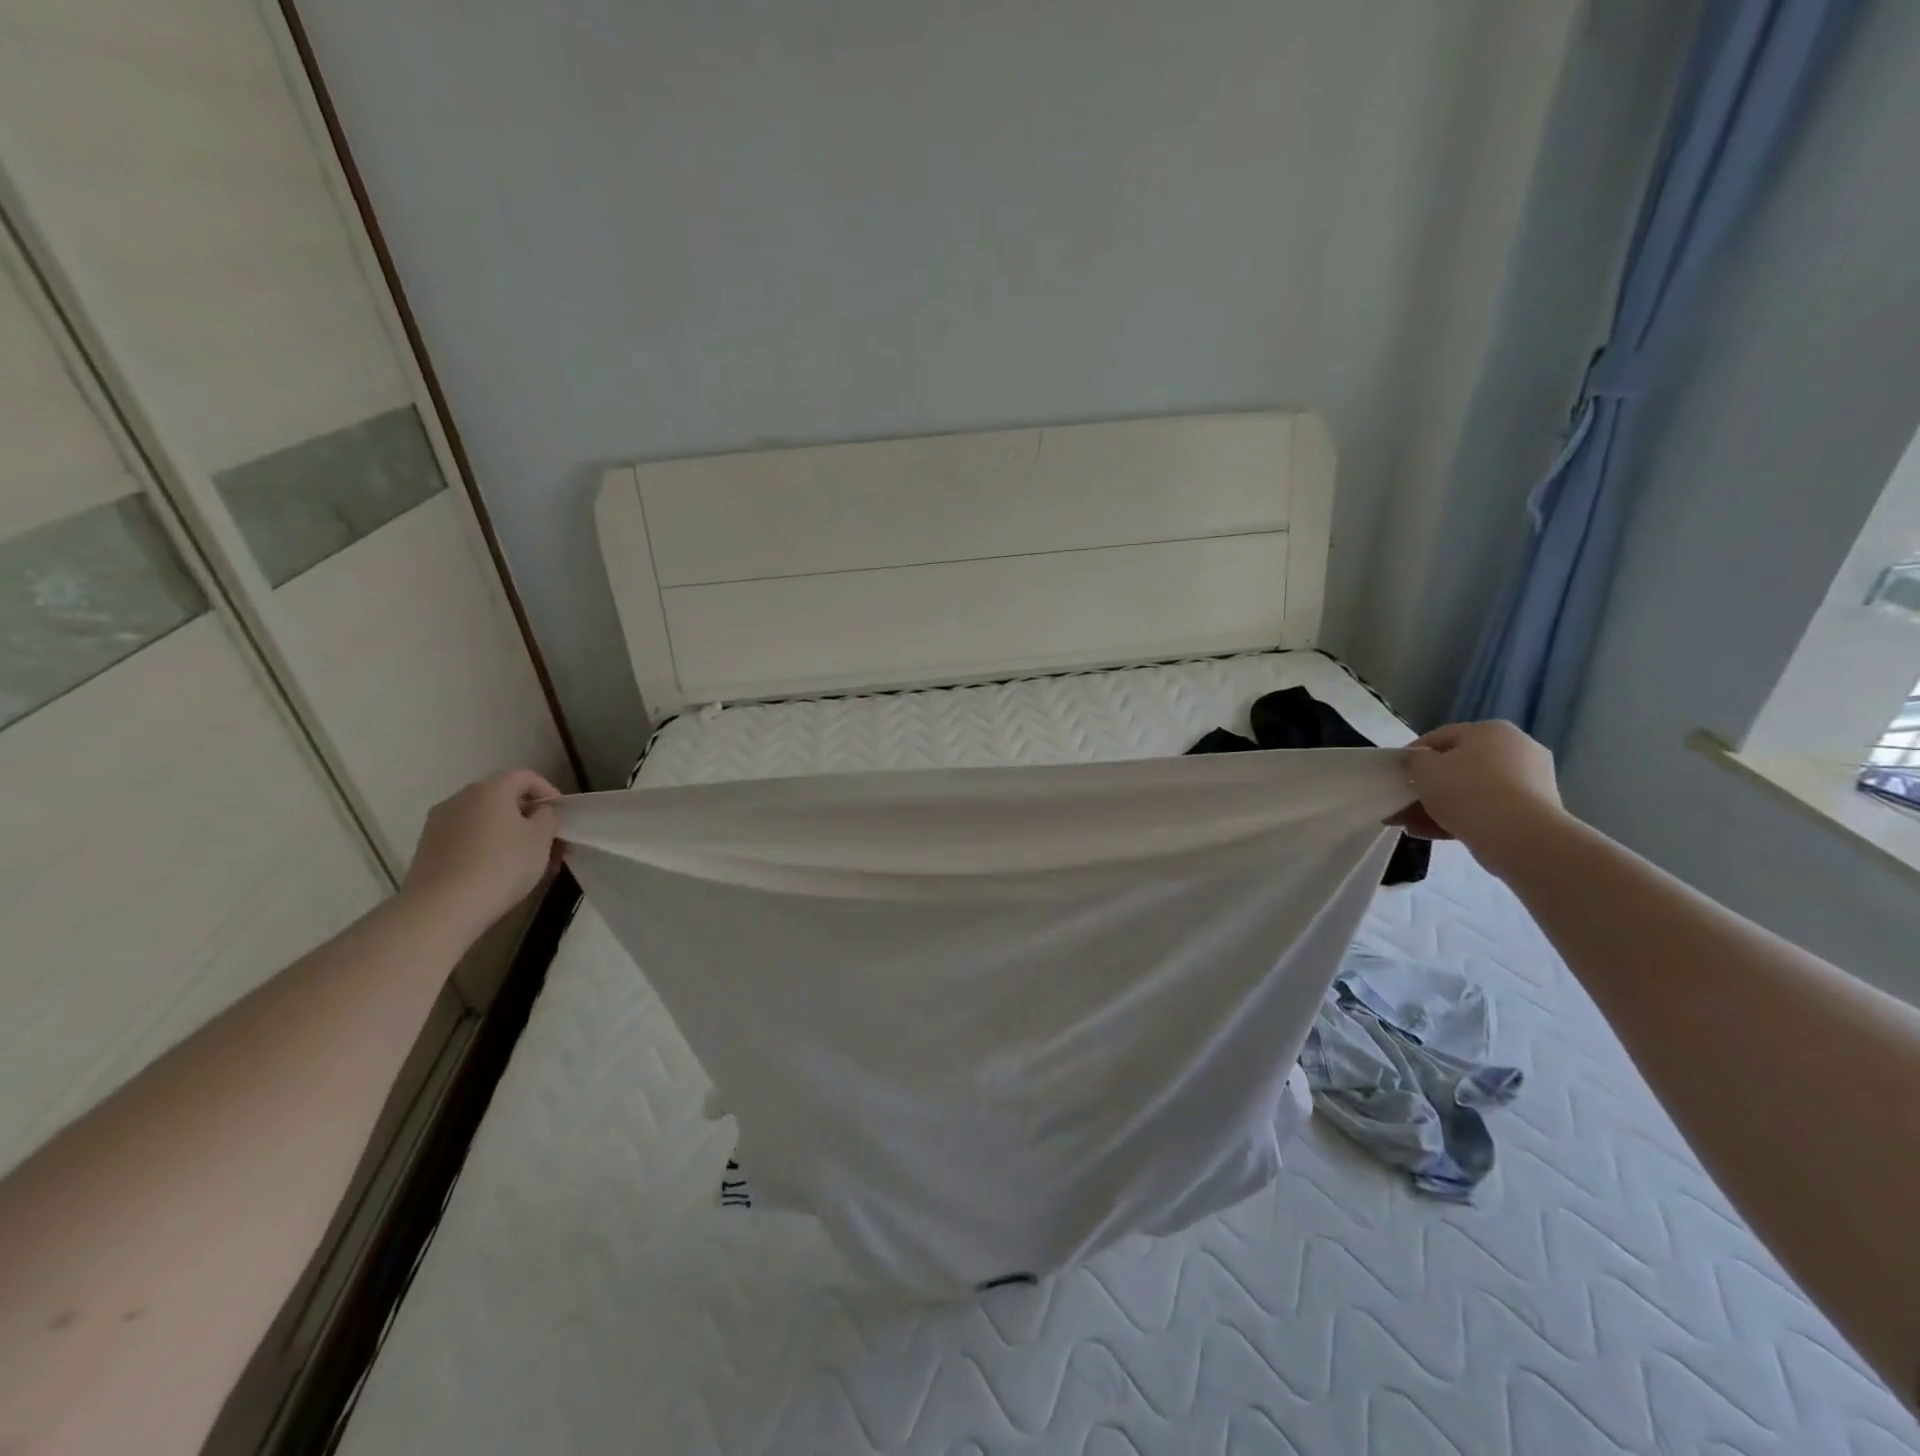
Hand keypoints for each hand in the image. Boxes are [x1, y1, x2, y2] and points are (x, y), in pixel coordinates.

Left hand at [400, 769, 561, 934]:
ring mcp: (439, 823)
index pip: (525, 776)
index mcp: (490, 789)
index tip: (561, 816)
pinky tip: (497, 872)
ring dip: (509, 835)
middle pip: (504, 799)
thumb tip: (539, 811)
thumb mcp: (541, 838)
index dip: (548, 791)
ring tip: (526, 863)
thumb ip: (548, 816)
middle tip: (549, 844)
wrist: (442, 908)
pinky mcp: (427, 848)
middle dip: (530, 818)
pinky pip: (467, 838)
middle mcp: (460, 798)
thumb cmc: (501, 865)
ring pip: (485, 820)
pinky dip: (487, 847)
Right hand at [1388, 721, 1568, 876]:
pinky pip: (1487, 810)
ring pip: (1472, 791)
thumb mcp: (1424, 769)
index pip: (1441, 737)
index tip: (1397, 774)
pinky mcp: (1534, 812)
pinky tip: (1430, 833)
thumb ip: (1415, 761)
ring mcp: (1530, 781)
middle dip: (1428, 786)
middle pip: (1458, 766)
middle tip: (1403, 802)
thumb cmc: (1466, 790)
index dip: (1413, 755)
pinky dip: (1460, 819)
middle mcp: (1516, 749)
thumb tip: (1418, 761)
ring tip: (1409, 824)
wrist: (1519, 836)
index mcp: (1491, 730)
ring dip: (1439, 806)